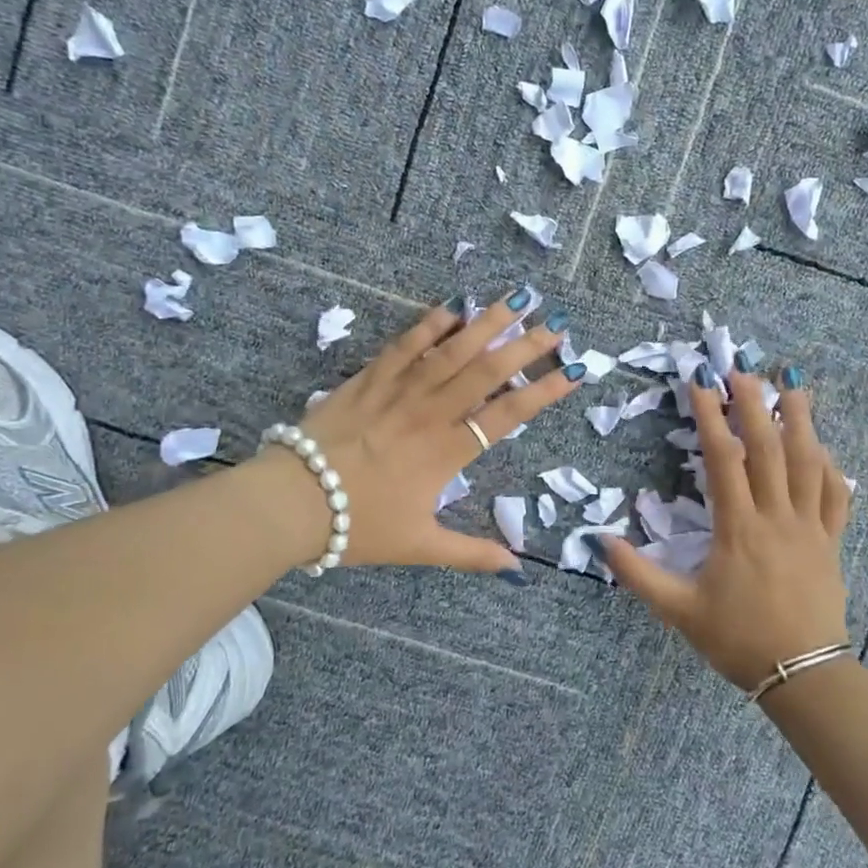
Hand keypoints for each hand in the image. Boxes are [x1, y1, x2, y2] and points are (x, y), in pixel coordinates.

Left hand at [261, 292, 583, 574]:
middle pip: (486, 373)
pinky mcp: (368, 378)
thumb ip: (471, 553)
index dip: (543, 392)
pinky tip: (453, 306)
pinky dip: (429, 325)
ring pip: (451, 351)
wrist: (293, 500)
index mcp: (447, 452)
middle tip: (556, 323)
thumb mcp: (419, 545)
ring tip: (518, 299)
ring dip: (487, 323)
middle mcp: (431, 413)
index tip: (574, 371)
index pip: (507, 415)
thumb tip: (517, 568)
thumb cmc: (358, 524)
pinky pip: (404, 346)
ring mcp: (399, 391)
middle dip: (525, 346)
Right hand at [601, 369, 852, 688]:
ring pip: (809, 462)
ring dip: (801, 420)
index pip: (723, 459)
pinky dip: (830, 466)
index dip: (710, 417)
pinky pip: (835, 495)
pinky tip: (823, 447)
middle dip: (754, 404)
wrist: (802, 674)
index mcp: (738, 528)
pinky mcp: (831, 541)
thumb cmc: (736, 639)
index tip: (700, 383)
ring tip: (793, 386)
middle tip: (743, 369)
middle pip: (768, 448)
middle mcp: (777, 517)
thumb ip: (638, 574)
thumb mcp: (678, 611)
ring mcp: (810, 527)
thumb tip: (599, 540)